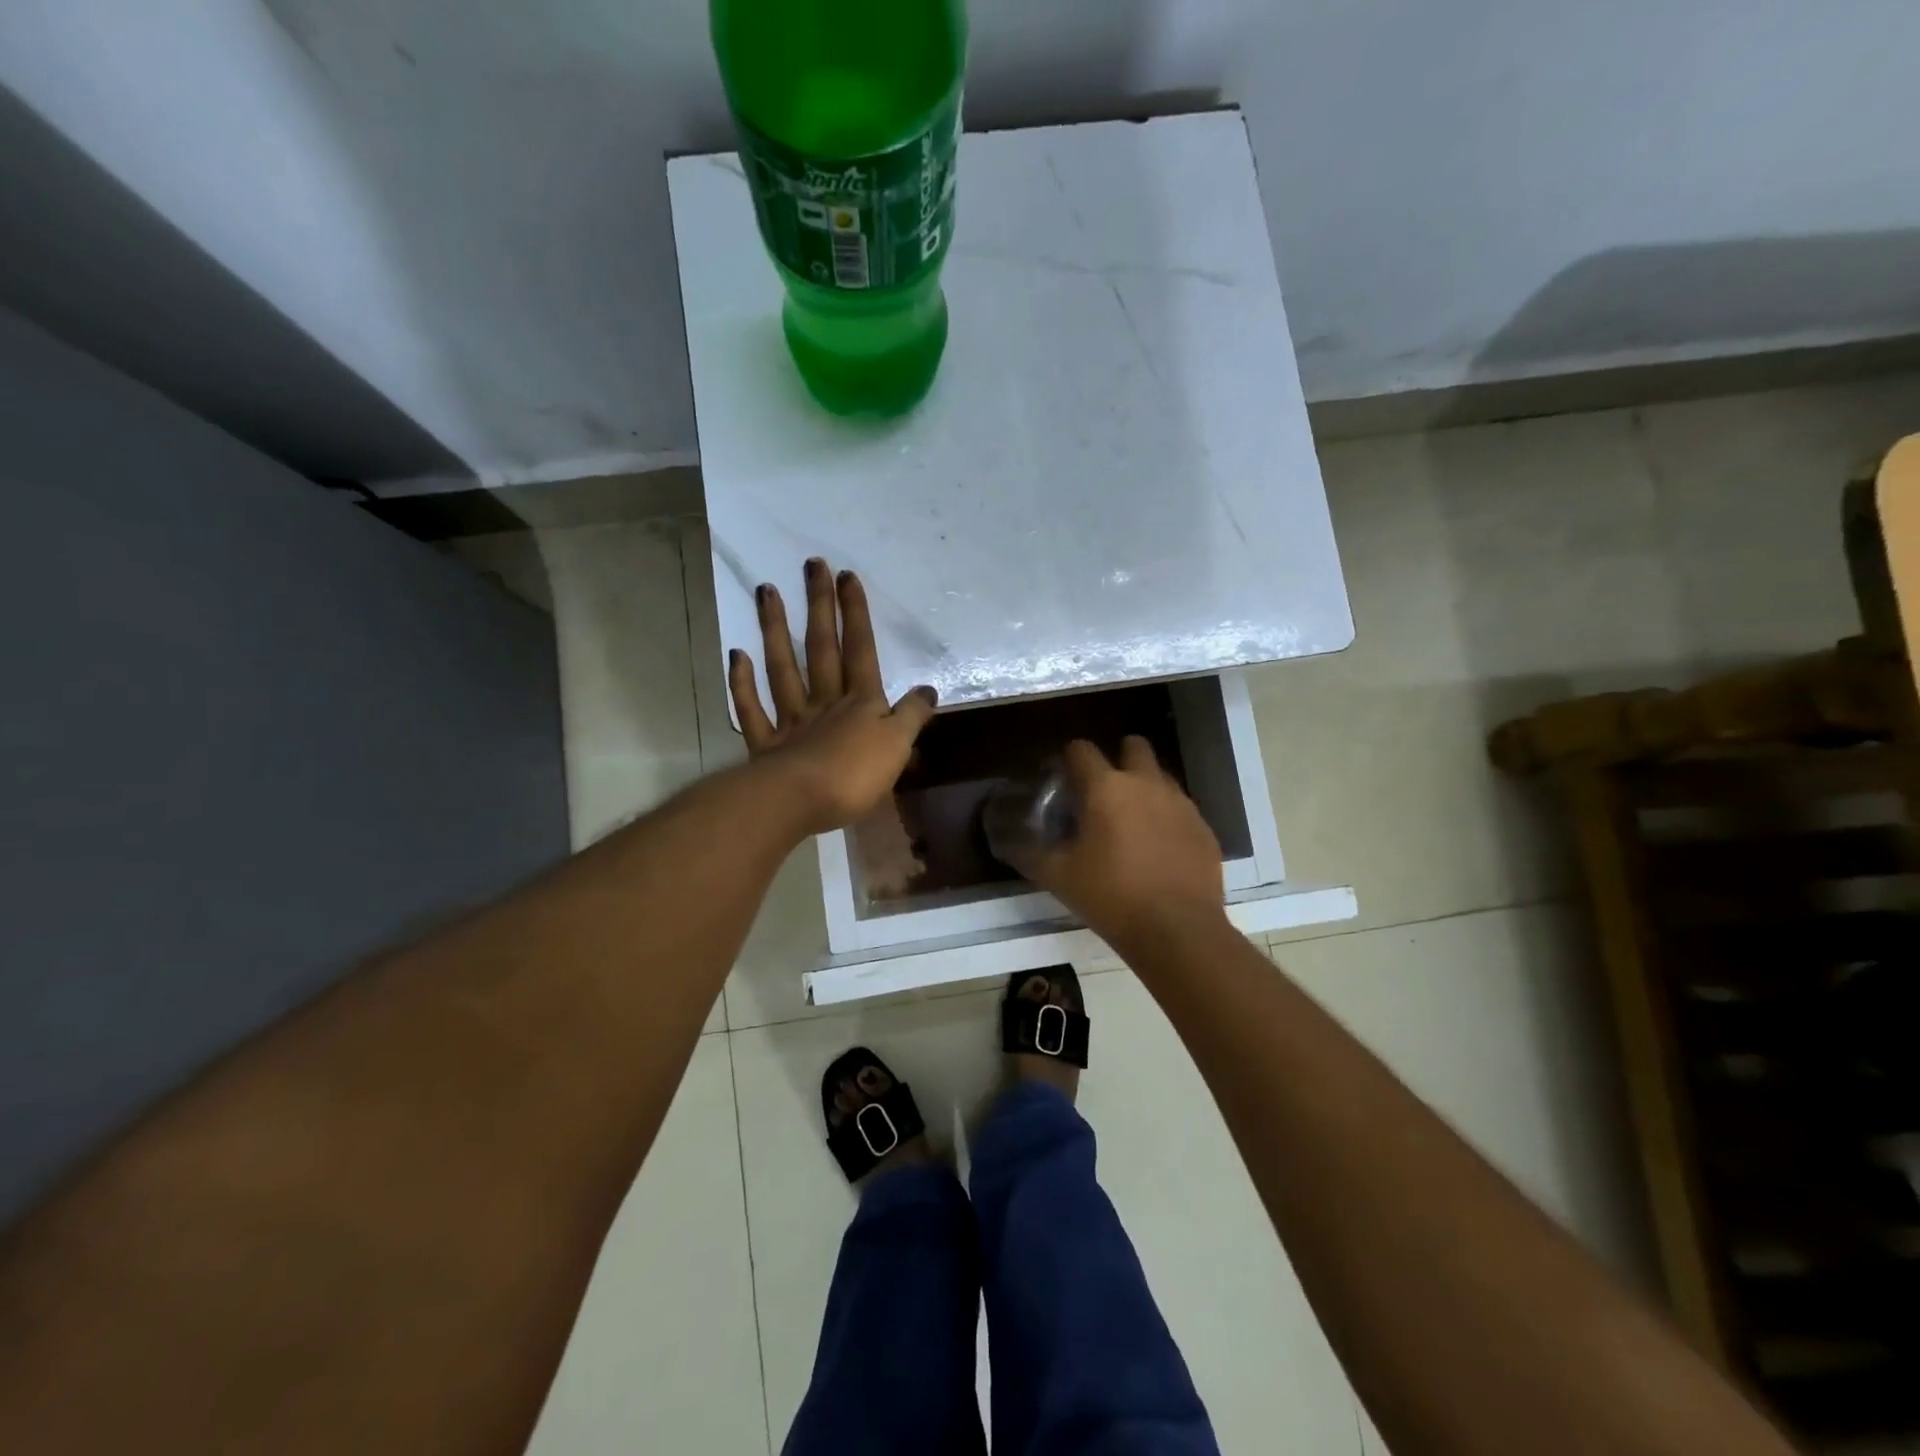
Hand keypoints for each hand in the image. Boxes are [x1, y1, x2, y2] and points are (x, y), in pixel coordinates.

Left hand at [729, 558, 936, 835]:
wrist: (799, 802)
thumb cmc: (855, 775)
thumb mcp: (898, 745)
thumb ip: (912, 716)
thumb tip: (928, 689)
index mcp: (861, 703)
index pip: (860, 650)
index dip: (856, 614)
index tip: (847, 576)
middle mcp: (825, 703)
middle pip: (822, 648)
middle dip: (820, 607)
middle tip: (812, 566)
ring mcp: (791, 721)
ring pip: (783, 668)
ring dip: (775, 630)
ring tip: (767, 591)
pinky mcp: (766, 746)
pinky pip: (752, 709)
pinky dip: (743, 683)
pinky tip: (737, 655)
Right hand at [1013, 737, 1227, 951]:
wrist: (1177, 930)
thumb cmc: (1111, 896)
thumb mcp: (1058, 877)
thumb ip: (1029, 853)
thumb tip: (1007, 842)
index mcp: (1106, 788)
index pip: (1081, 749)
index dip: (1067, 759)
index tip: (1060, 779)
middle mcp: (1146, 784)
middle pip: (1133, 746)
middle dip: (1117, 759)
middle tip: (1102, 792)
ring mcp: (1181, 803)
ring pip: (1160, 776)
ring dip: (1144, 787)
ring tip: (1131, 822)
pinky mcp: (1203, 828)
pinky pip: (1181, 809)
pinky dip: (1166, 818)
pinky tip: (1158, 849)